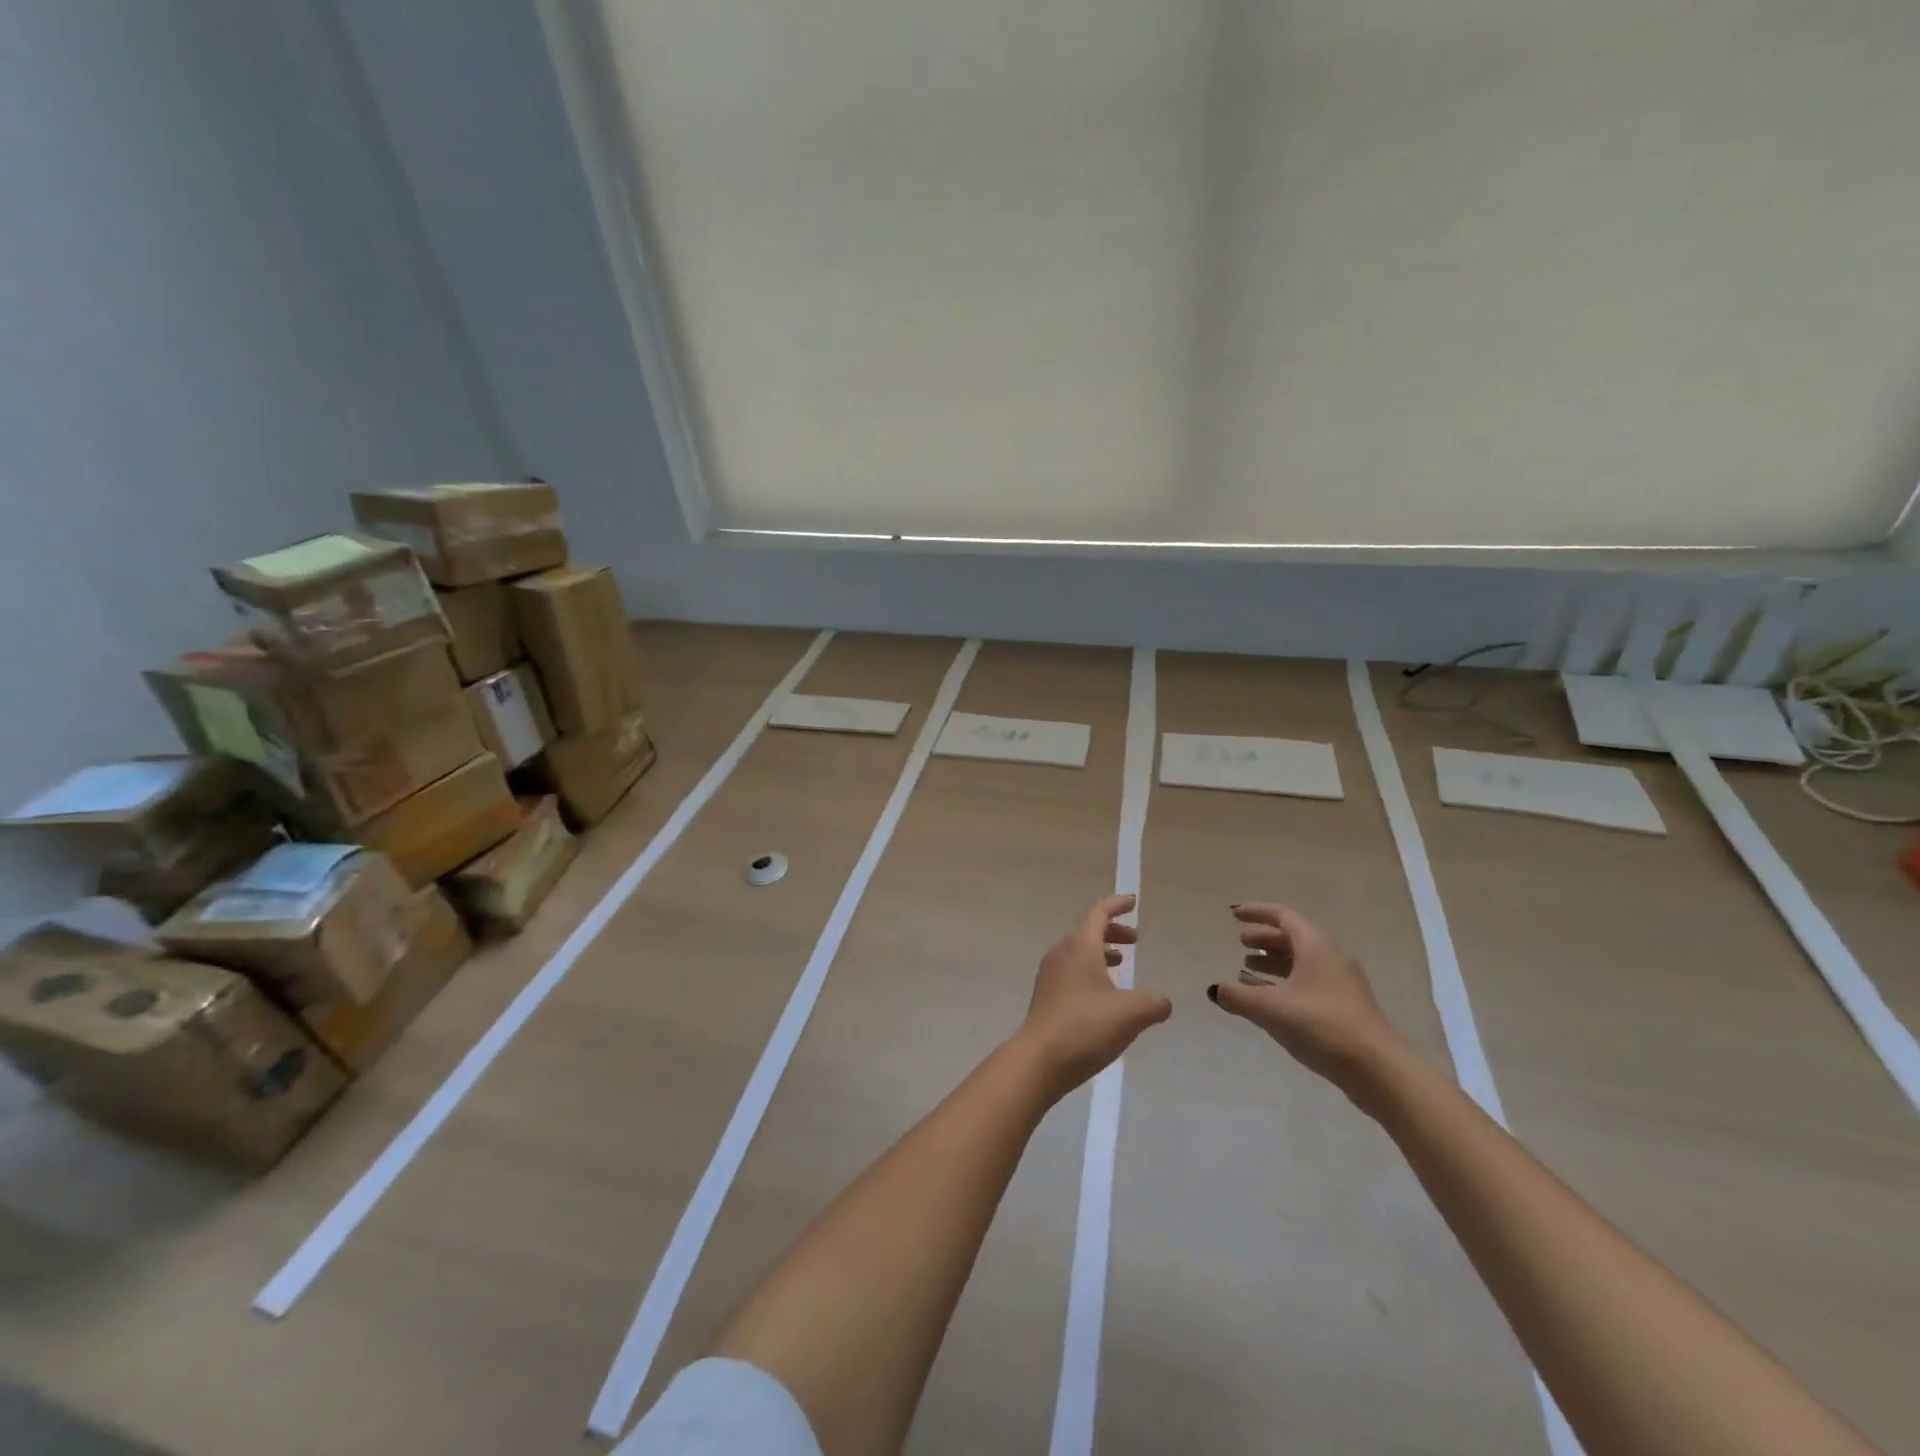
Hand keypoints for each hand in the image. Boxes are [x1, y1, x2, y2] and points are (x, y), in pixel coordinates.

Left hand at [1018, 894, 1171, 1098]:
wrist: (1040, 1060)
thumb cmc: (1086, 1026)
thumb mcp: (1131, 1013)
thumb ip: (1154, 1003)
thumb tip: (1163, 1002)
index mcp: (1080, 947)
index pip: (1099, 913)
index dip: (1117, 905)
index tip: (1133, 902)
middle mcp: (1061, 954)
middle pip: (1088, 931)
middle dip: (1113, 931)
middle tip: (1135, 940)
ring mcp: (1050, 975)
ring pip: (1078, 952)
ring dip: (1101, 952)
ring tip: (1121, 964)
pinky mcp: (1046, 997)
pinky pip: (1071, 971)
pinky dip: (1090, 971)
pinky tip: (1104, 995)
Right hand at [1209, 903, 1401, 1104]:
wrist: (1378, 1070)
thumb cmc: (1322, 1026)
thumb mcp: (1271, 1009)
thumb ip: (1238, 996)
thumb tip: (1214, 990)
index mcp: (1315, 946)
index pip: (1282, 916)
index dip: (1256, 912)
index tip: (1233, 914)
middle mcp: (1330, 957)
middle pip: (1293, 937)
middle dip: (1264, 938)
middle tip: (1240, 943)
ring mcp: (1341, 983)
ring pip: (1301, 961)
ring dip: (1274, 961)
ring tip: (1247, 969)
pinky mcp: (1344, 1007)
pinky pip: (1308, 982)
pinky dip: (1285, 982)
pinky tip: (1269, 999)